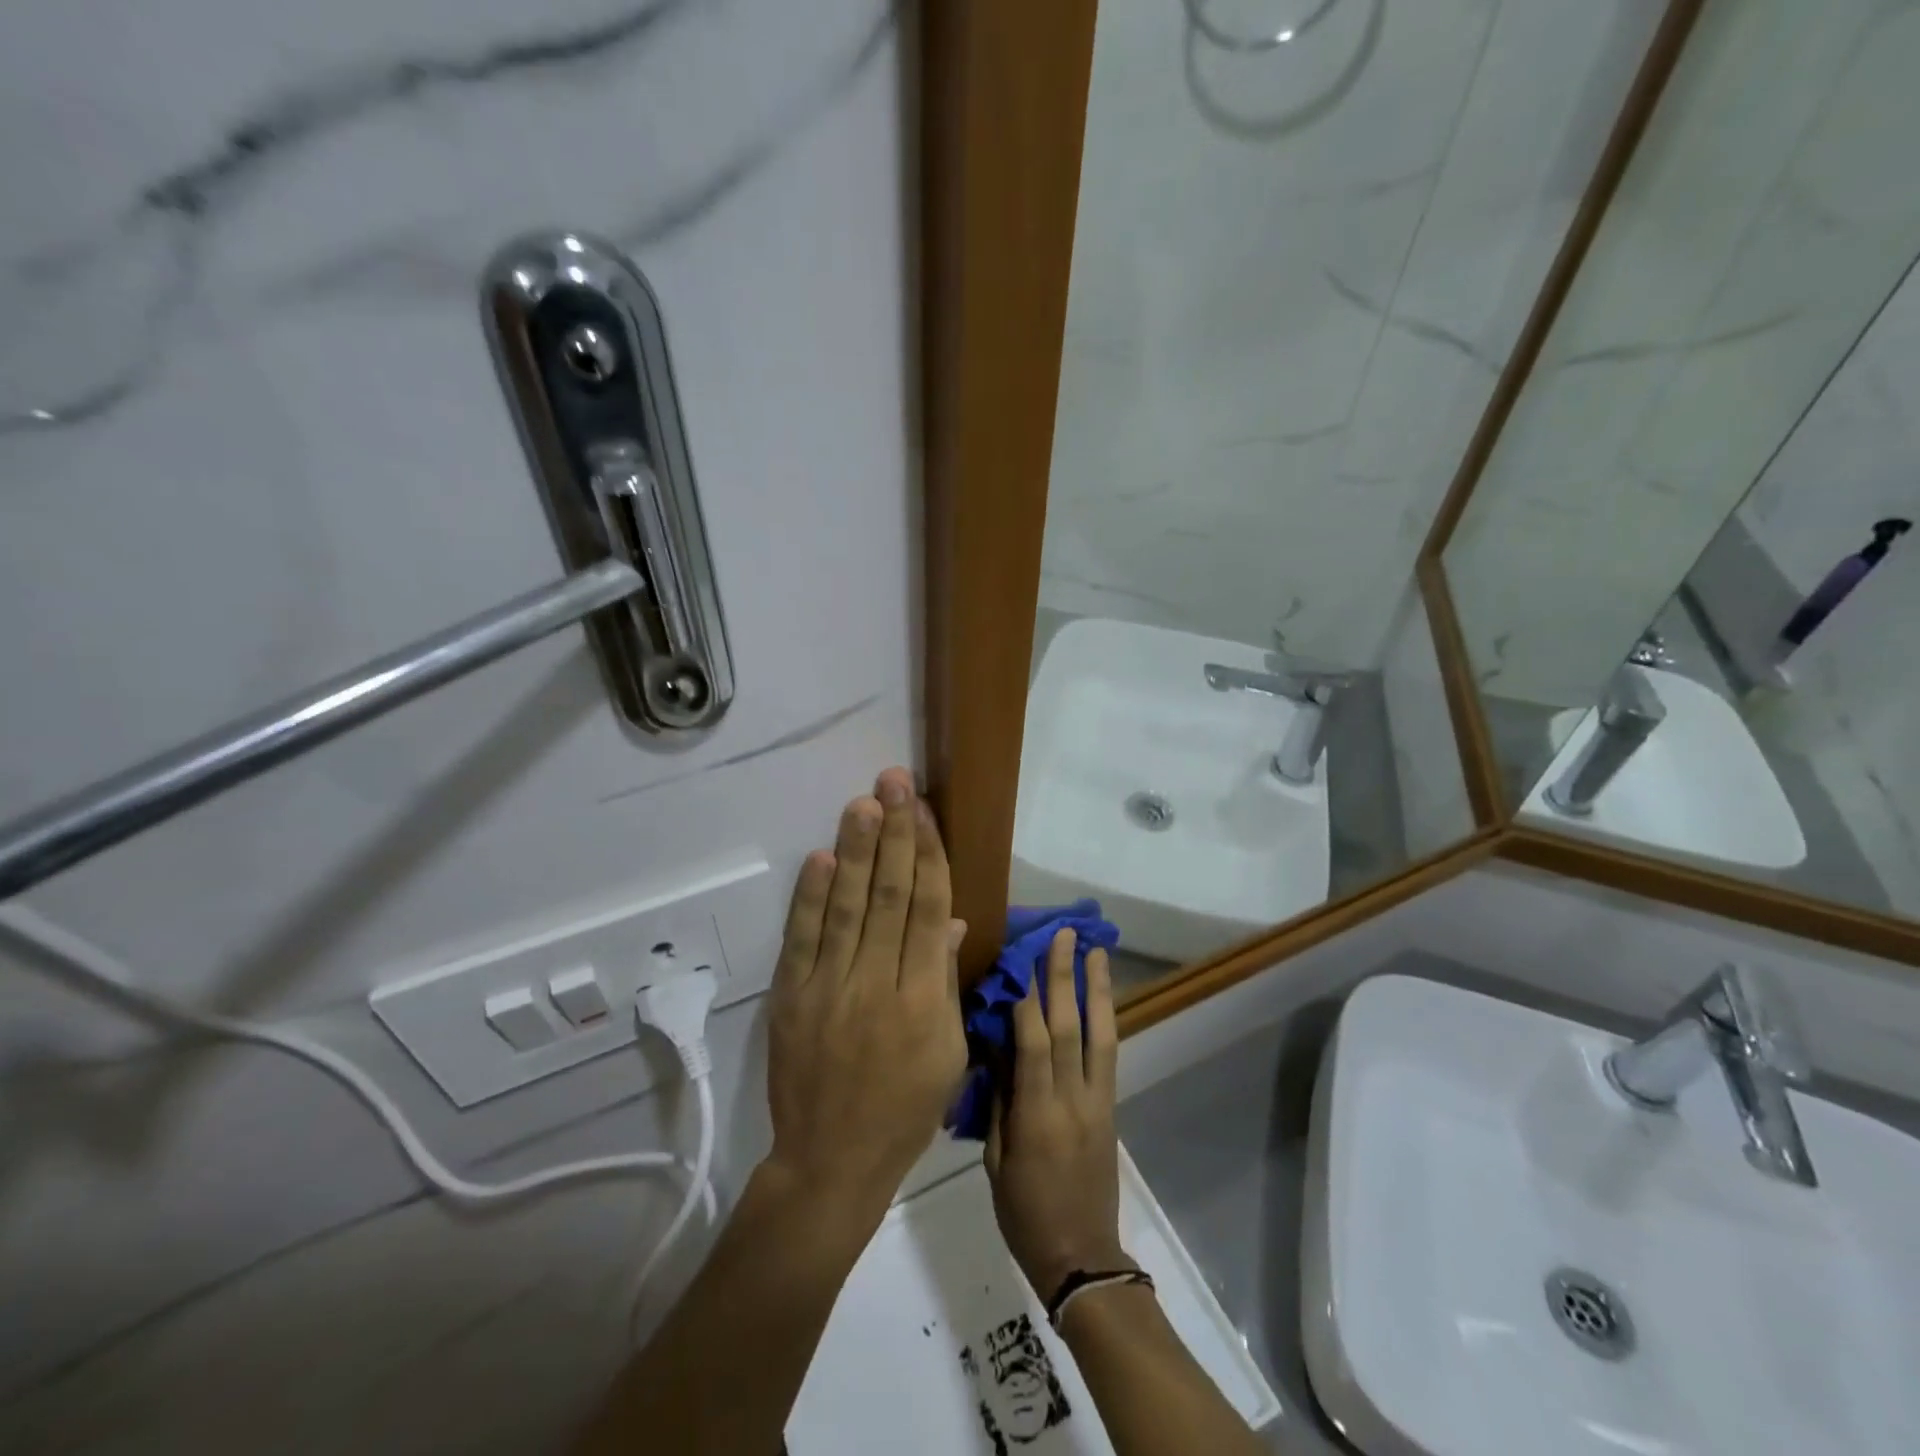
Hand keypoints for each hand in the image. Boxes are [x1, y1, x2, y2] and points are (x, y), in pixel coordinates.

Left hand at [762, 767, 967, 1227]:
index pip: (929, 910)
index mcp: (925, 1001)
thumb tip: (950, 921)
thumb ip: (947, 982)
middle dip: (894, 834)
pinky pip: (803, 939)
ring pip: (848, 907)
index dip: (929, 855)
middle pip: (890, 896)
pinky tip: (822, 858)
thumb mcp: (948, 1053)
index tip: (926, 811)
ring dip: (855, 851)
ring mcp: (830, 989)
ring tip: (863, 803)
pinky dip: (811, 897)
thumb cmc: (905, 1110)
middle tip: (894, 782)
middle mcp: (879, 985)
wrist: (831, 1161)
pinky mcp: (792, 998)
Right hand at [985, 928, 1128, 1300]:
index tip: (1022, 957)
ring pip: (1100, 1035)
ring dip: (1097, 988)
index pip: (1034, 1044)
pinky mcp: (1110, 1107)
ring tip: (1095, 950)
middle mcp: (1072, 1100)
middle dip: (1065, 977)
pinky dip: (1106, 1018)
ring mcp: (1097, 1102)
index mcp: (1037, 1116)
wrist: (1081, 1257)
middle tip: (1063, 935)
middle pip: (1071, 1028)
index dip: (1028, 998)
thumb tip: (997, 1050)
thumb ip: (998, 1102)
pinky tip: (1102, 995)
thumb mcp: (995, 1163)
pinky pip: (1109, 1054)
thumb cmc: (1025, 1214)